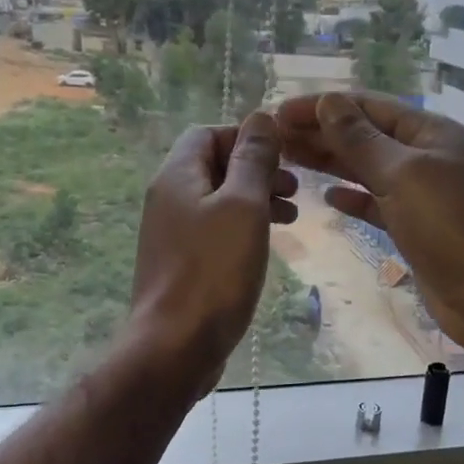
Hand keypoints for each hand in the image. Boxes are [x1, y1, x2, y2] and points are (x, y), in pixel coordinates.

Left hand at [128, 114, 297, 395]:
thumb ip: (253, 160)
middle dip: (256, 169)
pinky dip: (242, 227)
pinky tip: (265, 244)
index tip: (285, 156)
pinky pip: (214, 230)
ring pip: (217, 200)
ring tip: (292, 214)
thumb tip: (261, 117)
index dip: (247, 137)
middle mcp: (167, 199)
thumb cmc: (214, 271)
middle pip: (213, 166)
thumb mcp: (243, 206)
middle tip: (295, 188)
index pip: (208, 133)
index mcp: (176, 176)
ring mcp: (171, 234)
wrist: (175, 346)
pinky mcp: (181, 264)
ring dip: (255, 199)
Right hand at [275, 92, 463, 360]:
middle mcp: (426, 157)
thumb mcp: (401, 175)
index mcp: (429, 133)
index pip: (367, 107)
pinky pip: (378, 204)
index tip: (278, 113)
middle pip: (365, 136)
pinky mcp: (416, 228)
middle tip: (273, 139)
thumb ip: (360, 140)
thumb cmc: (449, 227)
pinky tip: (328, 197)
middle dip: (321, 133)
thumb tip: (328, 102)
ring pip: (368, 170)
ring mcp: (422, 194)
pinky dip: (354, 198)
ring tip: (289, 160)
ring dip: (331, 163)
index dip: (322, 107)